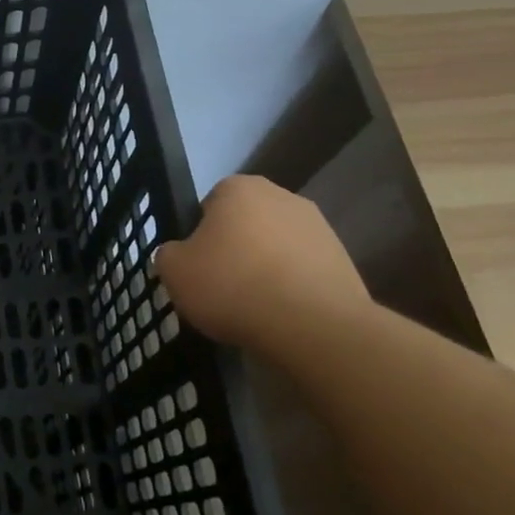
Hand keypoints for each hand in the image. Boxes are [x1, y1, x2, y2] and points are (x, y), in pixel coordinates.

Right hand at [153, 175, 369, 349]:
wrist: (312, 326)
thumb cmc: (232, 285)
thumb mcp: (173, 270)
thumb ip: (170, 253)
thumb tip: (182, 254)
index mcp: (240, 188)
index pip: (209, 204)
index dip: (200, 234)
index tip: (197, 264)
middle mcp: (283, 197)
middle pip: (246, 223)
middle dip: (235, 247)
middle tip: (221, 284)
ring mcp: (320, 228)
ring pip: (276, 246)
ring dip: (265, 267)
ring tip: (252, 305)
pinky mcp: (344, 261)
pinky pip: (302, 271)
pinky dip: (291, 287)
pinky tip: (280, 314)